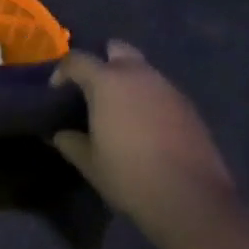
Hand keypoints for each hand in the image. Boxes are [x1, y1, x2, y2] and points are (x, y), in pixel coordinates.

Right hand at [50, 41, 232, 226]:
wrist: (191, 199)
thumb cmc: (130, 176)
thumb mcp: (91, 163)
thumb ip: (71, 142)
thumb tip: (59, 134)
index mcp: (107, 81)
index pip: (77, 60)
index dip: (63, 71)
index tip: (57, 90)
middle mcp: (137, 74)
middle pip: (115, 49)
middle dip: (102, 62)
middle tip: (94, 90)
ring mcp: (166, 87)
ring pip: (141, 69)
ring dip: (128, 81)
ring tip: (121, 110)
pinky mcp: (187, 104)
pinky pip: (160, 90)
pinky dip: (149, 98)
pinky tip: (147, 126)